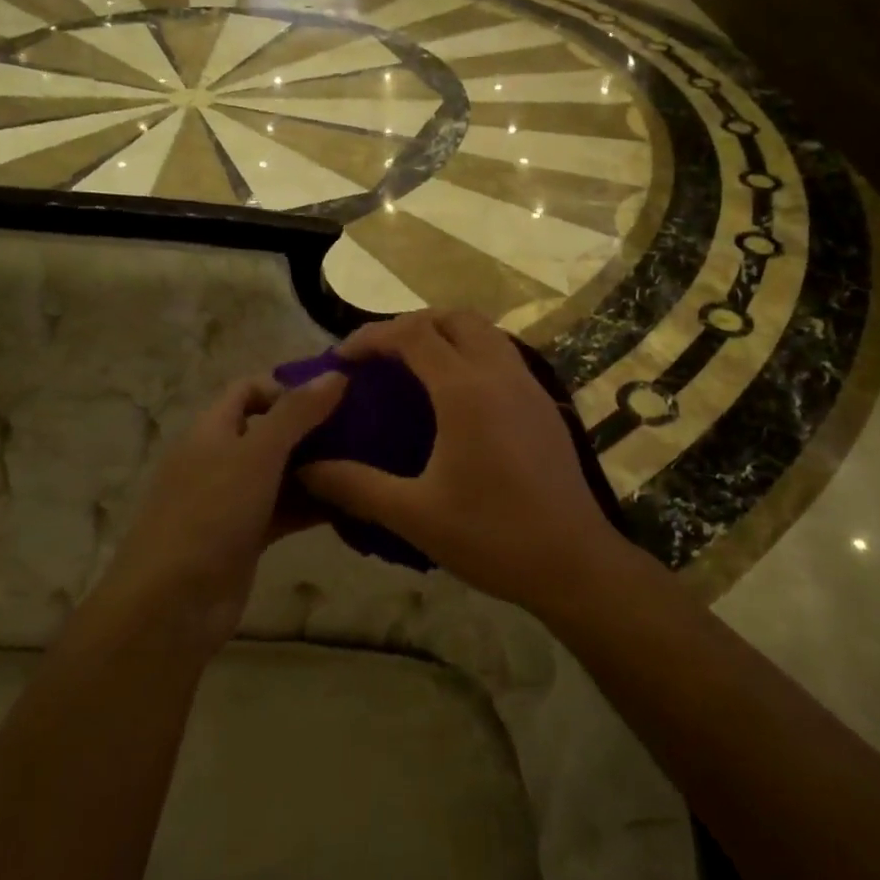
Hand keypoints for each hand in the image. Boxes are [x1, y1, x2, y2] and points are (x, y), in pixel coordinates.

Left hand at [94, 371, 345, 652]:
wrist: (171, 607)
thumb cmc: (211, 514)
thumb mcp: (257, 454)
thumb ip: (297, 412)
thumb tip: (336, 373)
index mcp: (211, 430)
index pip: (248, 389)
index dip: (287, 387)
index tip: (332, 395)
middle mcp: (219, 459)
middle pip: (269, 430)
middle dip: (312, 426)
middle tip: (362, 427)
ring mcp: (232, 500)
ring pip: (281, 472)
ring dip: (318, 466)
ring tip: (367, 462)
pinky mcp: (246, 536)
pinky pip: (285, 509)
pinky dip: (313, 504)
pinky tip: (352, 502)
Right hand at [300, 311, 626, 613]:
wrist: (574, 561)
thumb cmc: (492, 536)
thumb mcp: (414, 514)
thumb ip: (355, 486)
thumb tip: (305, 469)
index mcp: (464, 390)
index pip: (412, 334)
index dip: (372, 336)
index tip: (342, 357)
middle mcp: (498, 372)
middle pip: (451, 318)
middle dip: (409, 325)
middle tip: (378, 356)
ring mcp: (527, 384)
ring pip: (483, 330)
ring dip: (445, 333)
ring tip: (414, 366)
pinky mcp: (543, 402)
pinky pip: (502, 353)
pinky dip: (471, 351)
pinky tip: (456, 393)